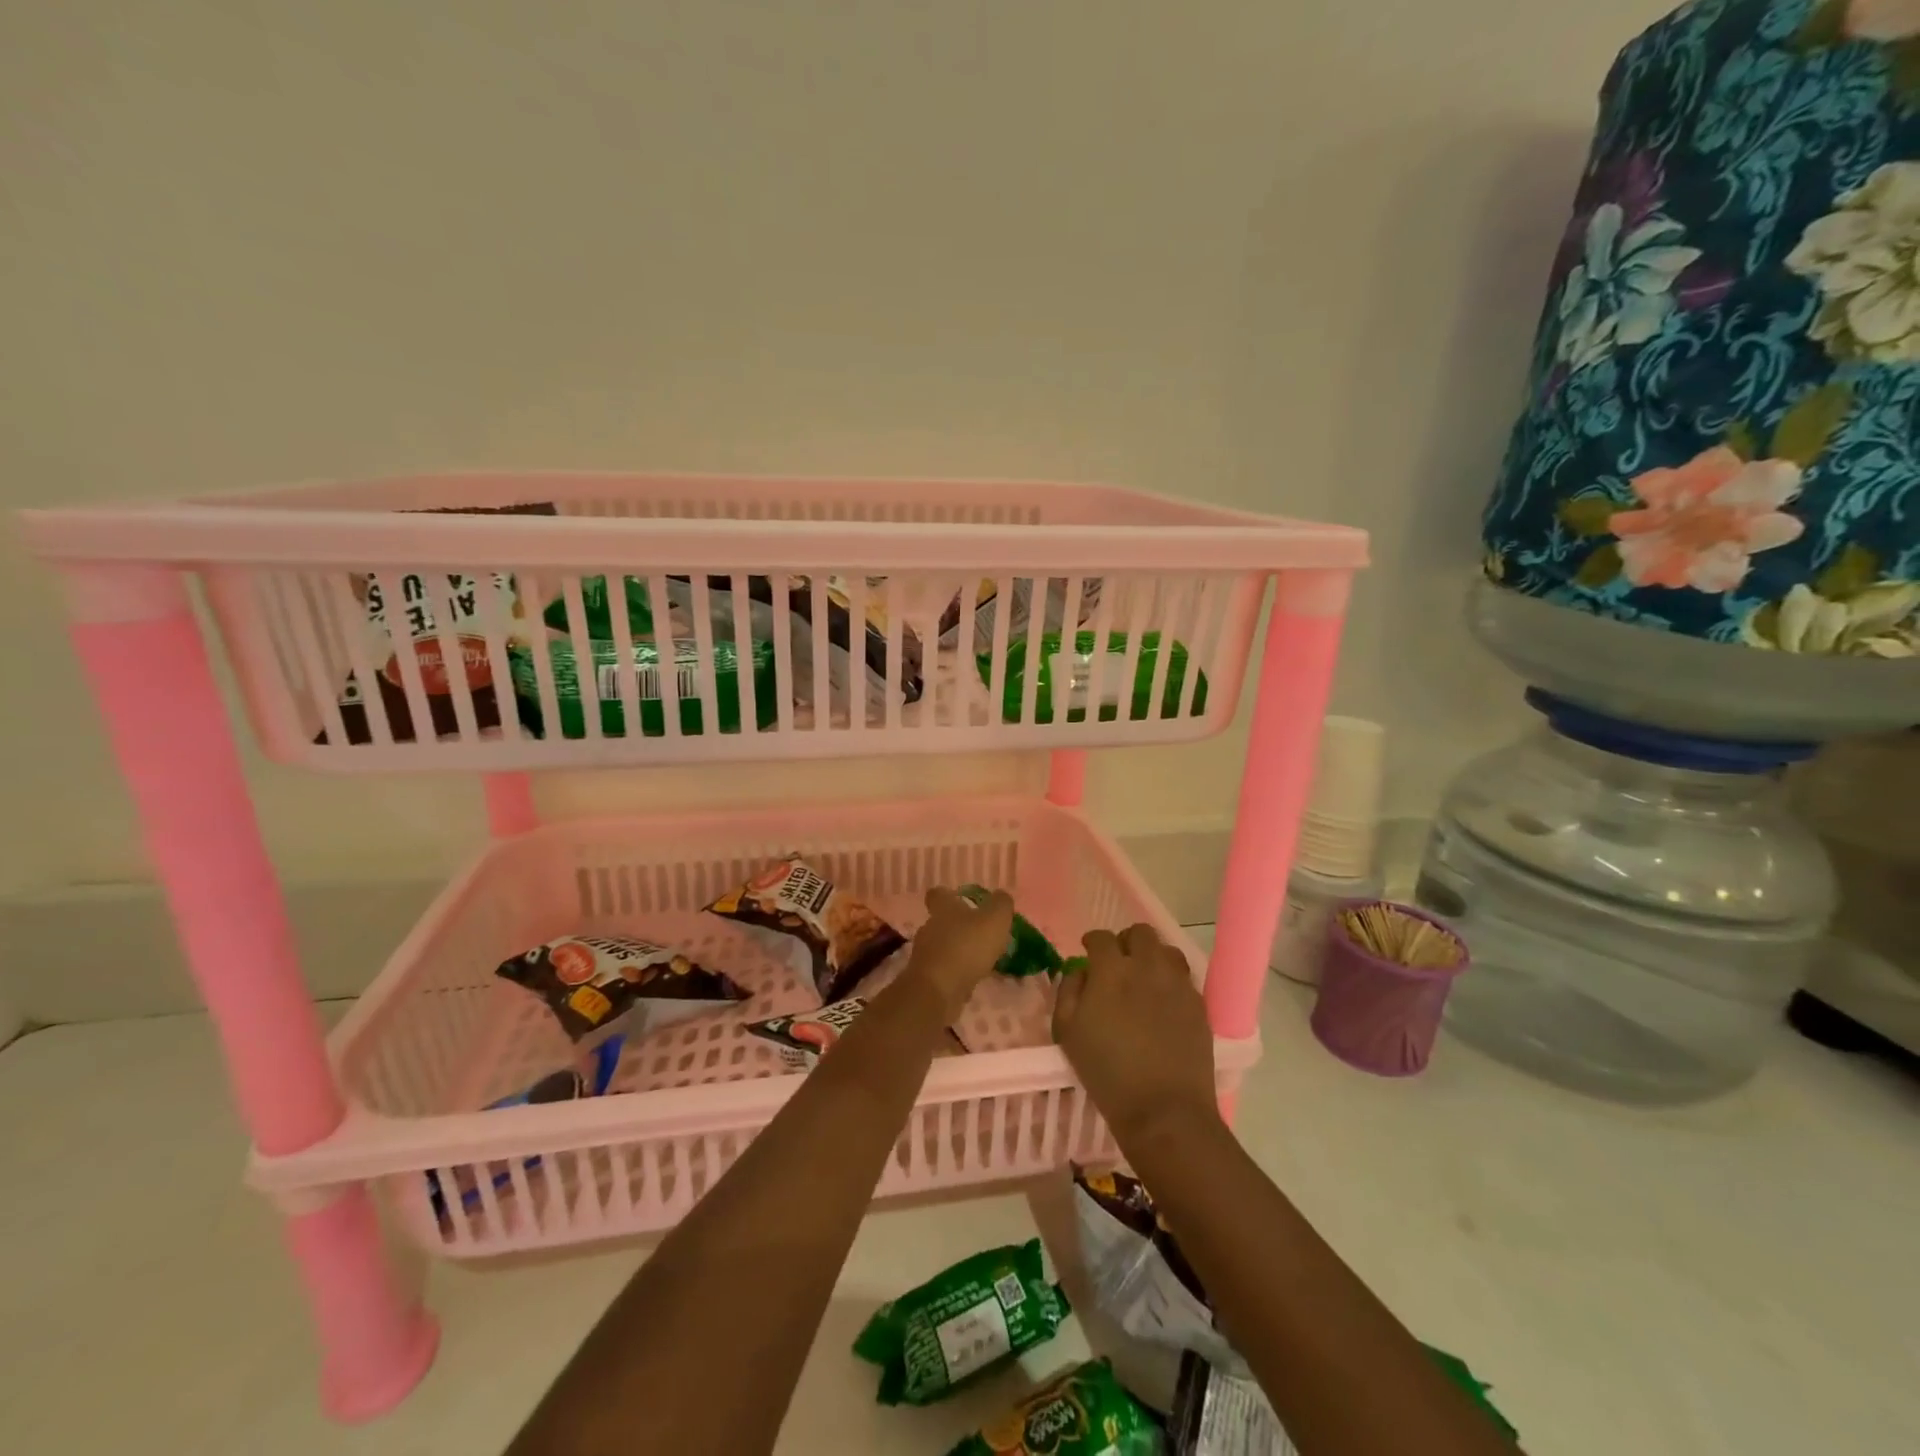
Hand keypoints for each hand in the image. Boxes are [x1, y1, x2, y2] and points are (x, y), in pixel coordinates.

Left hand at [906, 887, 1013, 1019]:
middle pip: (941, 922)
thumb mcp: (994, 920)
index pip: (937, 894)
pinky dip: (955, 974)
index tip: (961, 901)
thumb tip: (1001, 896)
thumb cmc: (967, 947)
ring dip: (958, 952)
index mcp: (944, 909)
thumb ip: (1001, 905)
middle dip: (958, 928)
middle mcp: (930, 928)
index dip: (948, 896)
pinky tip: (971, 982)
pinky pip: (942, 971)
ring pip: (942, 947)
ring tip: (980, 961)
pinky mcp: (925, 978)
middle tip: (981, 936)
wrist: (938, 990)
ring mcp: (925, 954)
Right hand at [1054, 923, 1219, 1145]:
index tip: (1089, 951)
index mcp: (1112, 970)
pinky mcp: (1199, 1004)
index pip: (1101, 937)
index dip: (1092, 941)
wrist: (1164, 1109)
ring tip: (1144, 977)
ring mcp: (1177, 984)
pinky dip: (1171, 979)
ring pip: (1166, 950)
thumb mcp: (1067, 1032)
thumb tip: (1080, 971)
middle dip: (1126, 941)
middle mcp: (1147, 966)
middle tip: (1118, 963)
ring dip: (1152, 956)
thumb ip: (1068, 991)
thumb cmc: (1107, 1072)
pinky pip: (1184, 977)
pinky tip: (1163, 1000)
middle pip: (1140, 933)